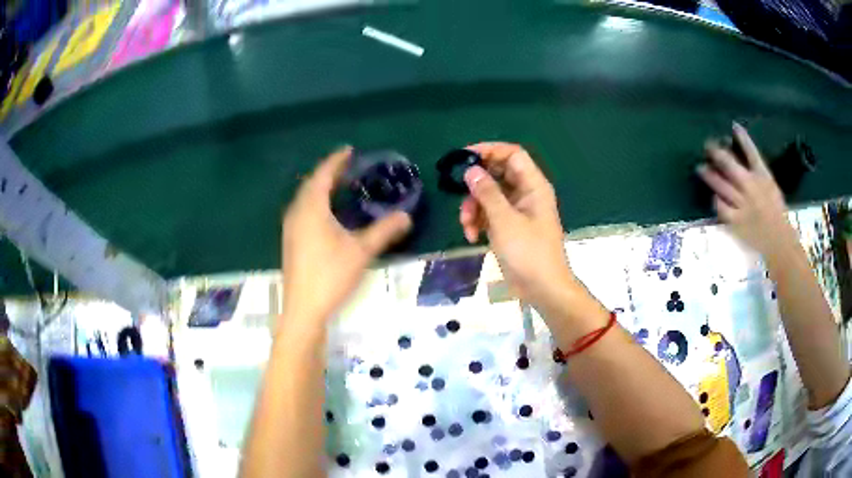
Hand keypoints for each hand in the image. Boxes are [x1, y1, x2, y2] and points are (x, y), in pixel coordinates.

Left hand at [281, 147, 411, 323]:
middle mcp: (297, 213)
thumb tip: (406, 215)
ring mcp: (291, 228)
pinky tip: (327, 213)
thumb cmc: (330, 276)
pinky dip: (316, 202)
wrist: (303, 309)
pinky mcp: (291, 241)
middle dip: (328, 172)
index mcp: (311, 209)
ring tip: (339, 185)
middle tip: (347, 166)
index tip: (349, 150)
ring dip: (321, 187)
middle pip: (311, 184)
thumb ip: (384, 231)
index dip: (336, 160)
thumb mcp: (361, 251)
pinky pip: (303, 210)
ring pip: (305, 198)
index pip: (323, 175)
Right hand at [459, 142, 576, 310]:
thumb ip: (487, 192)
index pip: (512, 154)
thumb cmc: (528, 252)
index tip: (464, 156)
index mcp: (533, 186)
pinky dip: (479, 222)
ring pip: (490, 196)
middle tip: (458, 191)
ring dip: (474, 208)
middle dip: (476, 185)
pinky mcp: (510, 227)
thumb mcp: (504, 220)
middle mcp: (526, 193)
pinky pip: (491, 214)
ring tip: (467, 226)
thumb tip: (471, 170)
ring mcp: (518, 211)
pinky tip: (472, 237)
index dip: (489, 150)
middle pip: (497, 174)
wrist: (542, 289)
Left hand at [697, 123, 794, 255]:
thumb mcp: (771, 187)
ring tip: (700, 168)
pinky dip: (716, 200)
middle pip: (730, 165)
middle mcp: (751, 188)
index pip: (752, 152)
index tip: (733, 125)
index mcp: (763, 177)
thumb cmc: (777, 213)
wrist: (779, 242)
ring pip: (721, 185)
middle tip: (708, 146)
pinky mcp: (736, 221)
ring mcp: (743, 204)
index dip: (742, 137)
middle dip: (717, 153)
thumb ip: (758, 173)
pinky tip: (713, 196)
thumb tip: (744, 159)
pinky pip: (721, 207)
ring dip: (709, 175)